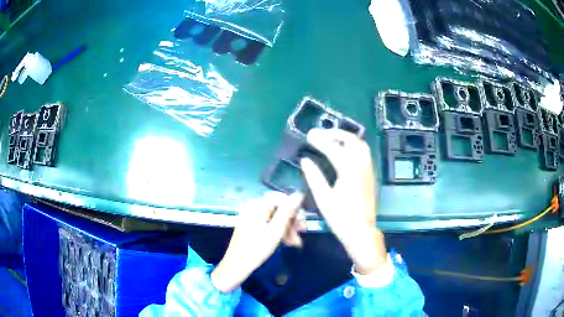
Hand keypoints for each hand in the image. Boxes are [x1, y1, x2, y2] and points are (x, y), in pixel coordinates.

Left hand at [210, 192, 304, 292]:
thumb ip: (287, 212)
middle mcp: (252, 207)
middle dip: (291, 220)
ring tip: (294, 242)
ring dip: (287, 228)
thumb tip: (298, 194)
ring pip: (275, 217)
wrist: (237, 265)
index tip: (302, 222)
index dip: (294, 208)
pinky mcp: (251, 225)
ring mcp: (251, 216)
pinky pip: (269, 223)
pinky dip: (278, 231)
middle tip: (301, 233)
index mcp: (256, 206)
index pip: (280, 198)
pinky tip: (287, 242)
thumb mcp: (275, 231)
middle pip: (278, 208)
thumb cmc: (256, 249)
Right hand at [301, 128, 386, 274]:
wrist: (362, 231)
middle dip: (336, 133)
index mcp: (349, 172)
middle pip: (352, 140)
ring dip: (347, 137)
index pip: (334, 148)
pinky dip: (354, 145)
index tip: (309, 135)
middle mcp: (362, 166)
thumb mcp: (323, 199)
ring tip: (332, 137)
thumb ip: (314, 177)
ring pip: (361, 144)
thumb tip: (305, 160)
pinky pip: (364, 152)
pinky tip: (345, 150)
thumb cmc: (340, 218)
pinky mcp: (371, 175)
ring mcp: (369, 170)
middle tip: (322, 133)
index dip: (320, 140)